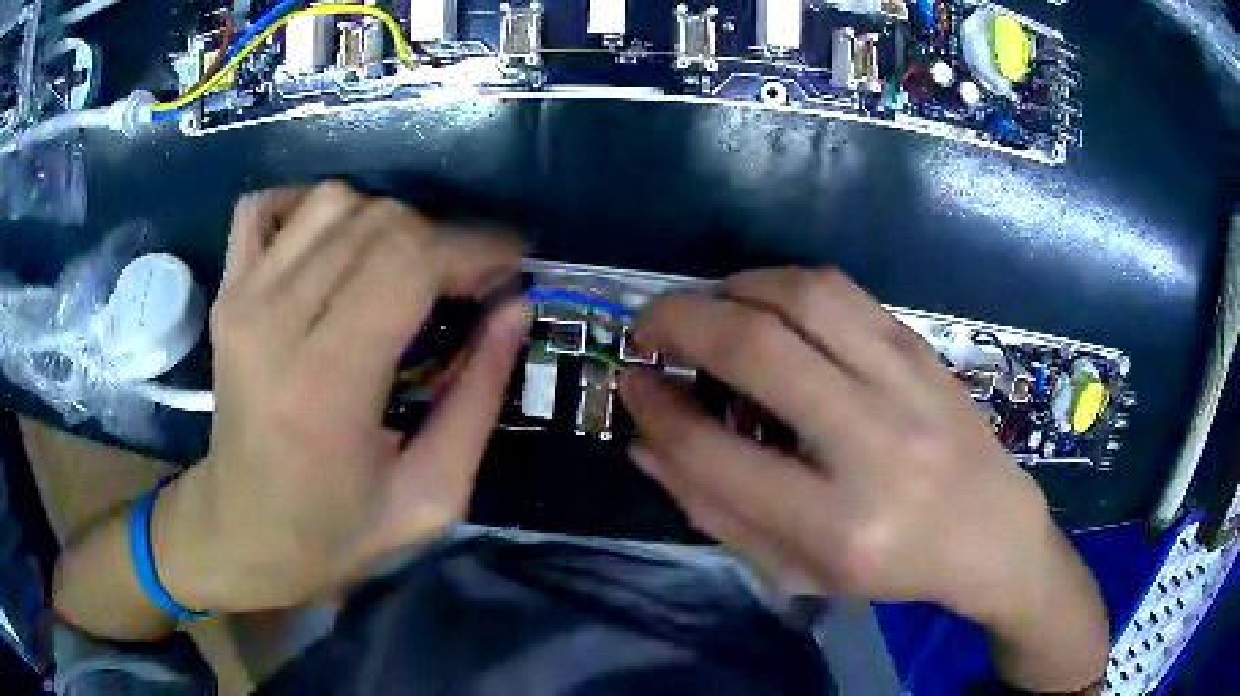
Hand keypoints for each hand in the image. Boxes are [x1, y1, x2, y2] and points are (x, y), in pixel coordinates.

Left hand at [154, 182, 524, 612]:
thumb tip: (514, 310)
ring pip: (332, 201)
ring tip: (405, 268)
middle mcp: (273, 322)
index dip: (472, 250)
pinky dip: (309, 206)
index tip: (508, 267)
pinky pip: (267, 205)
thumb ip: (478, 401)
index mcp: (325, 385)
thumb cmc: (334, 531)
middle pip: (376, 222)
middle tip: (465, 281)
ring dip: (385, 222)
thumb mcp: (431, 496)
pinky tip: (334, 244)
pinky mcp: (226, 290)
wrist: (242, 529)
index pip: (407, 263)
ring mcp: (241, 297)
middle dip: (440, 238)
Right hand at [619, 268, 1107, 691]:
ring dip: (733, 288)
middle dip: (680, 321)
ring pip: (803, 296)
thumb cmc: (890, 567)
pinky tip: (764, 304)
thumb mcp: (796, 569)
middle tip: (647, 324)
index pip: (716, 452)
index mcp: (836, 524)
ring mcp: (907, 385)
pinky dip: (783, 284)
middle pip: (758, 351)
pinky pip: (842, 292)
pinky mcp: (922, 350)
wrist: (990, 531)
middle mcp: (874, 445)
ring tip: (705, 308)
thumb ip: (716, 510)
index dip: (656, 409)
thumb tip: (645, 444)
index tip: (629, 382)